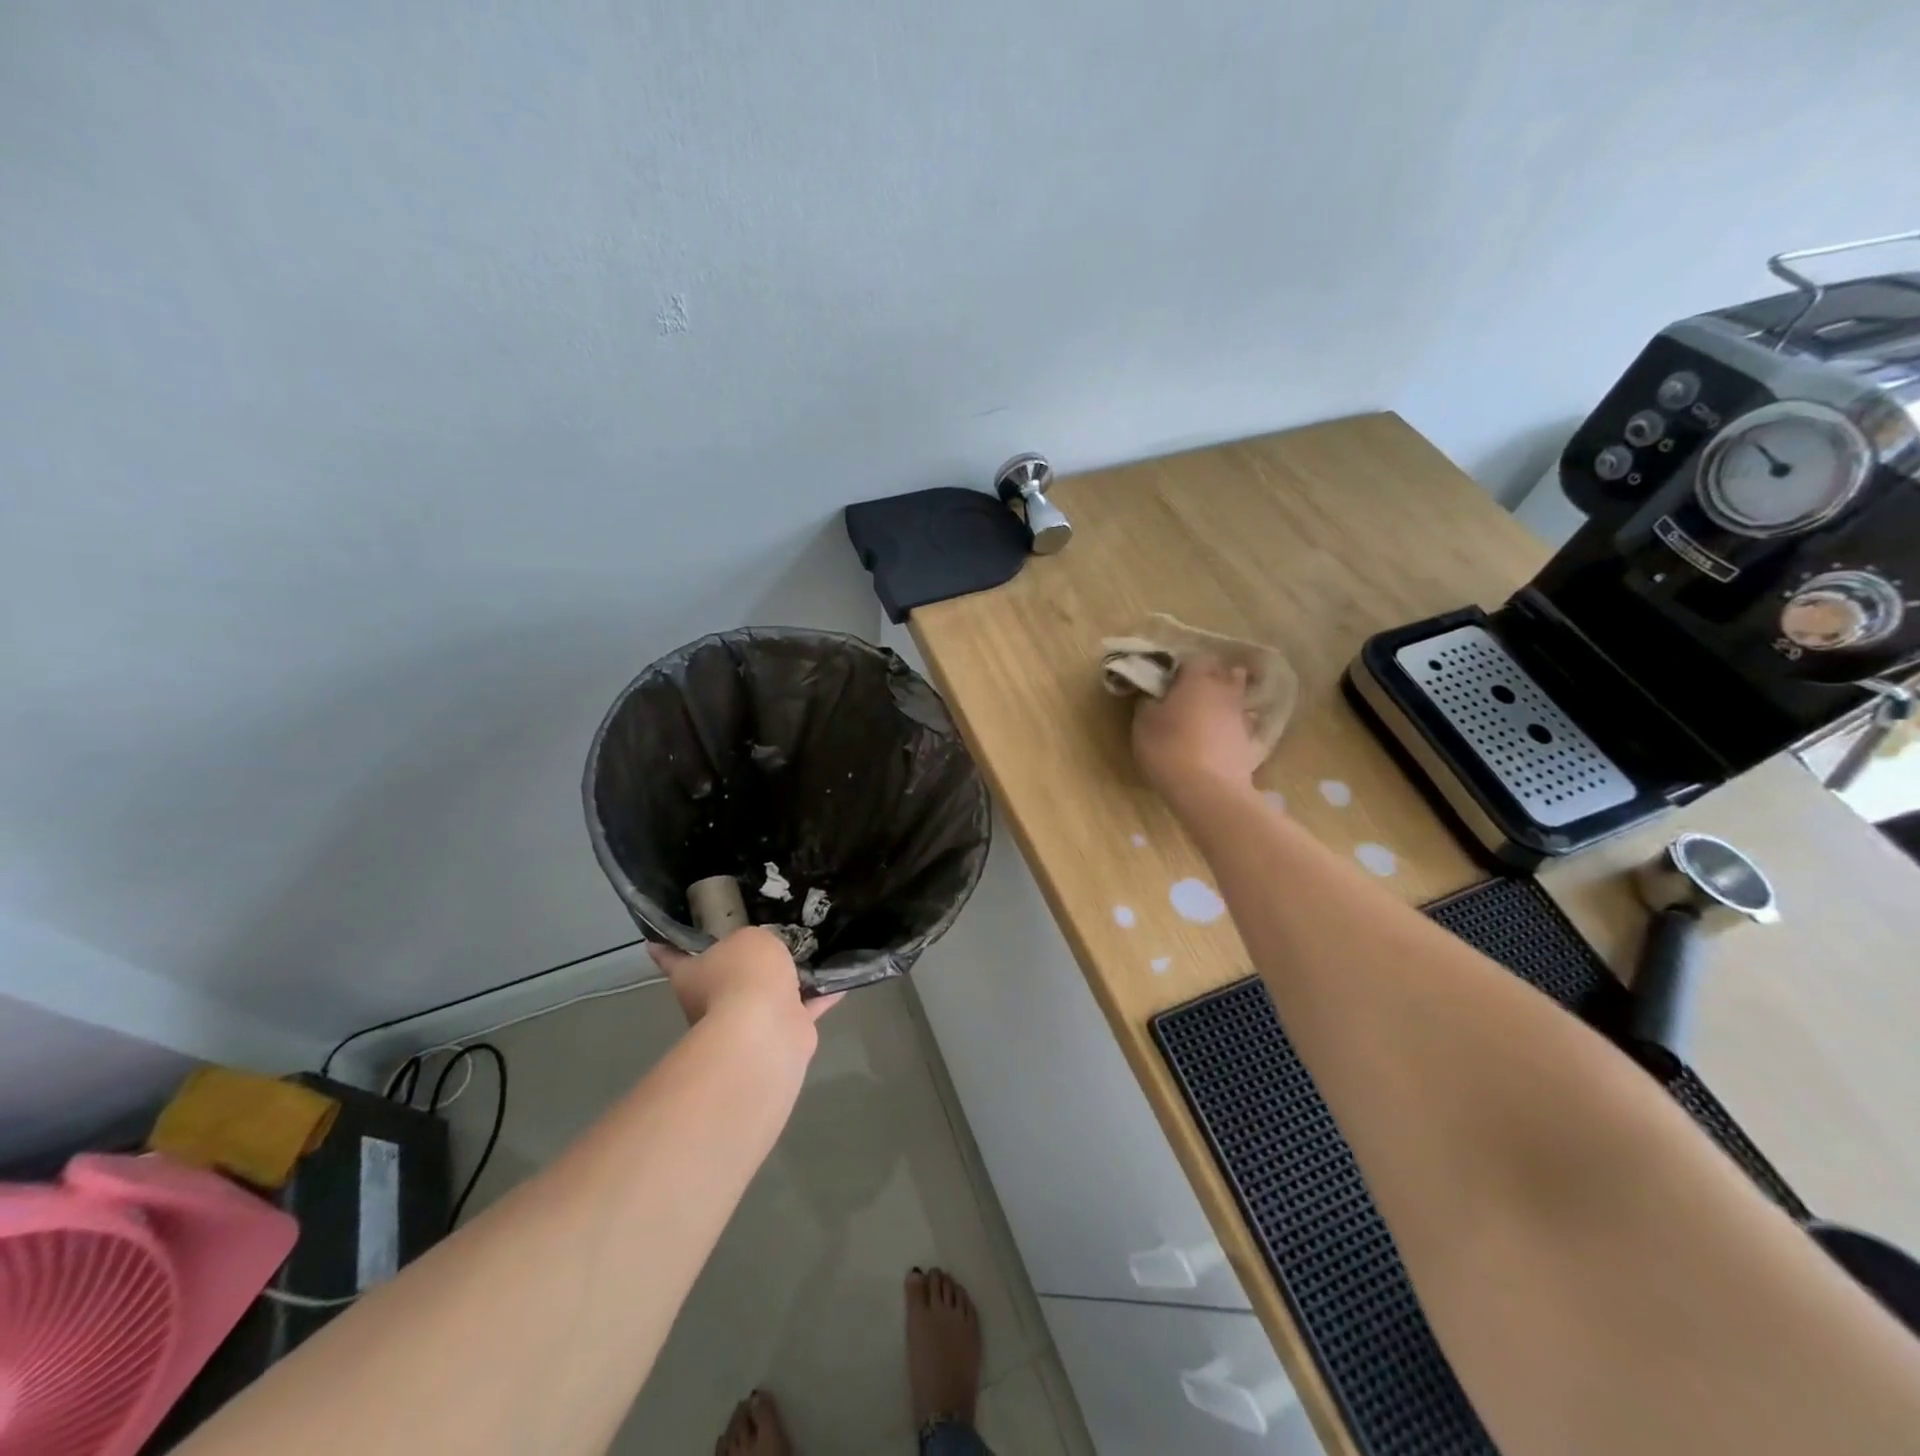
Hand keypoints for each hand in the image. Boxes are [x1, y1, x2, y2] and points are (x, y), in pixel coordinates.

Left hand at [647, 927, 841, 1034]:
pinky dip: (820, 995)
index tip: (662, 934)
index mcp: (691, 975)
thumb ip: (754, 939)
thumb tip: (763, 950)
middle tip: (767, 932)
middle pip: (725, 975)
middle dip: (743, 961)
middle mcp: (713, 1001)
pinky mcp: (782, 1034)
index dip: (668, 944)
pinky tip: (840, 976)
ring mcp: (748, 1022)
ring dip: (786, 979)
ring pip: (767, 994)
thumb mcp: (748, 939)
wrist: (766, 1031)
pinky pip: (804, 1007)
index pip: (672, 956)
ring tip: (810, 949)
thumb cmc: (743, 975)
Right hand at [1132, 657, 1263, 806]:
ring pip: (1238, 697)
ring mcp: (1241, 715)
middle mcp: (1224, 690)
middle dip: (1212, 678)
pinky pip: (1244, 724)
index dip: (1182, 668)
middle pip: (1225, 673)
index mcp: (1197, 679)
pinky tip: (1224, 736)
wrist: (1207, 789)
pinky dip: (1235, 726)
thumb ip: (1149, 702)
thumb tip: (1153, 695)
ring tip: (1210, 713)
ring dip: (1226, 701)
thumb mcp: (1144, 723)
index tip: (1169, 681)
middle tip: (1193, 692)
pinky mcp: (1250, 740)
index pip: (1194, 659)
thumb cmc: (1168, 748)